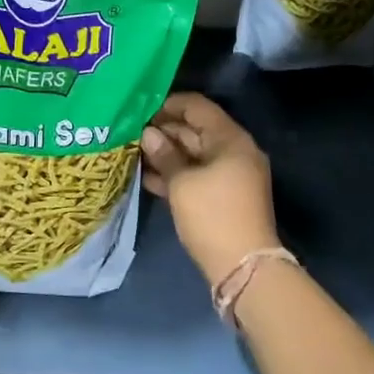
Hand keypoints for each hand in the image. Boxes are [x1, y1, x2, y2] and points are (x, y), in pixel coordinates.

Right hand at [140, 92, 277, 287]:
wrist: (243, 268)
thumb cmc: (212, 216)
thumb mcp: (182, 184)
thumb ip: (165, 155)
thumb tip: (148, 134)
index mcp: (230, 139)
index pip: (197, 107)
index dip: (168, 104)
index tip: (140, 108)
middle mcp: (234, 151)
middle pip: (195, 129)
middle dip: (164, 129)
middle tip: (130, 131)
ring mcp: (230, 174)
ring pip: (193, 153)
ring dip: (166, 152)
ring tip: (133, 151)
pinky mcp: (223, 196)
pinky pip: (196, 174)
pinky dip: (175, 173)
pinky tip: (147, 175)